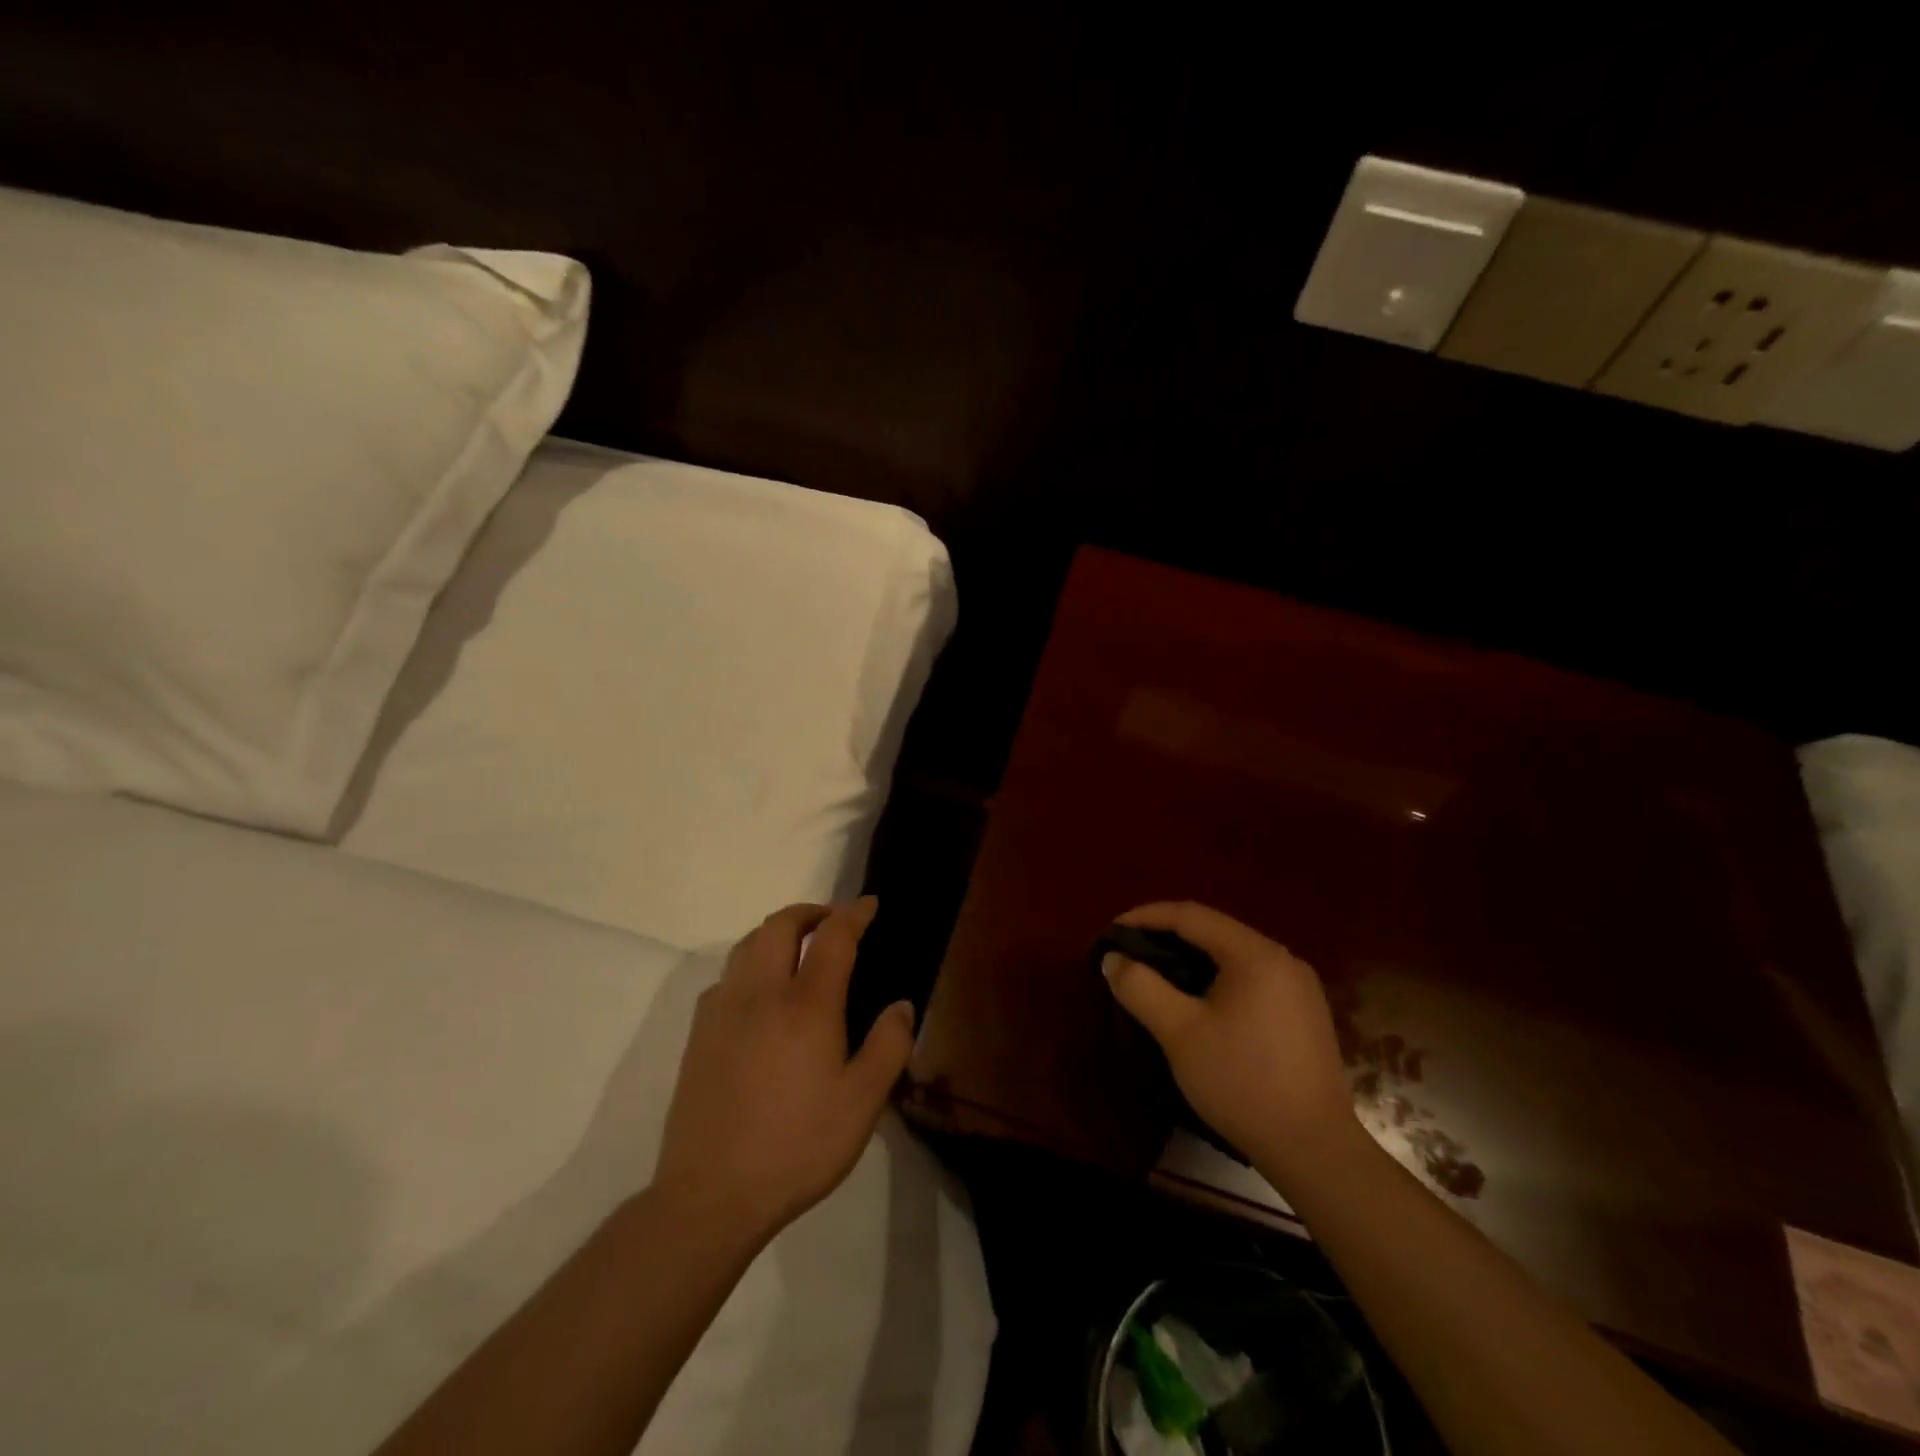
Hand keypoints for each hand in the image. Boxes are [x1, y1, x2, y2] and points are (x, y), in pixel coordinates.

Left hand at [652, 899, 915, 1248]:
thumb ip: (888, 1046)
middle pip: (780, 925)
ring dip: (776, 933)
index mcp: (806, 1005)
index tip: (870, 905)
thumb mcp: (862, 1104)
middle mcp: (760, 993)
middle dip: (810, 912)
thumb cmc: (796, 1147)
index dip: (854, 914)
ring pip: (747, 945)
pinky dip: (750, 964)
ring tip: (798, 949)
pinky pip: (726, 976)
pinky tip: (760, 994)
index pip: (833, 937)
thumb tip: (901, 1005)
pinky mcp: (698, 1035)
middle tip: (833, 922)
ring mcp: (722, 1011)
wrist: (710, 1196)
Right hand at [1102, 901, 1359, 1191]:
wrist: (1314, 1150)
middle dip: (1166, 936)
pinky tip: (1197, 1000)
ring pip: (1232, 954)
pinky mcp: (1303, 1012)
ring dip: (1190, 957)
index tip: (1112, 931)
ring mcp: (1298, 986)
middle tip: (1129, 953)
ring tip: (1155, 974)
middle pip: (1213, 930)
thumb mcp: (1179, 1033)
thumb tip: (1113, 958)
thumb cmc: (1242, 1083)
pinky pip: (1250, 976)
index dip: (1146, 916)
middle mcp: (1282, 958)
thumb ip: (1141, 987)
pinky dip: (1215, 976)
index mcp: (1255, 954)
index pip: (1191, 915)